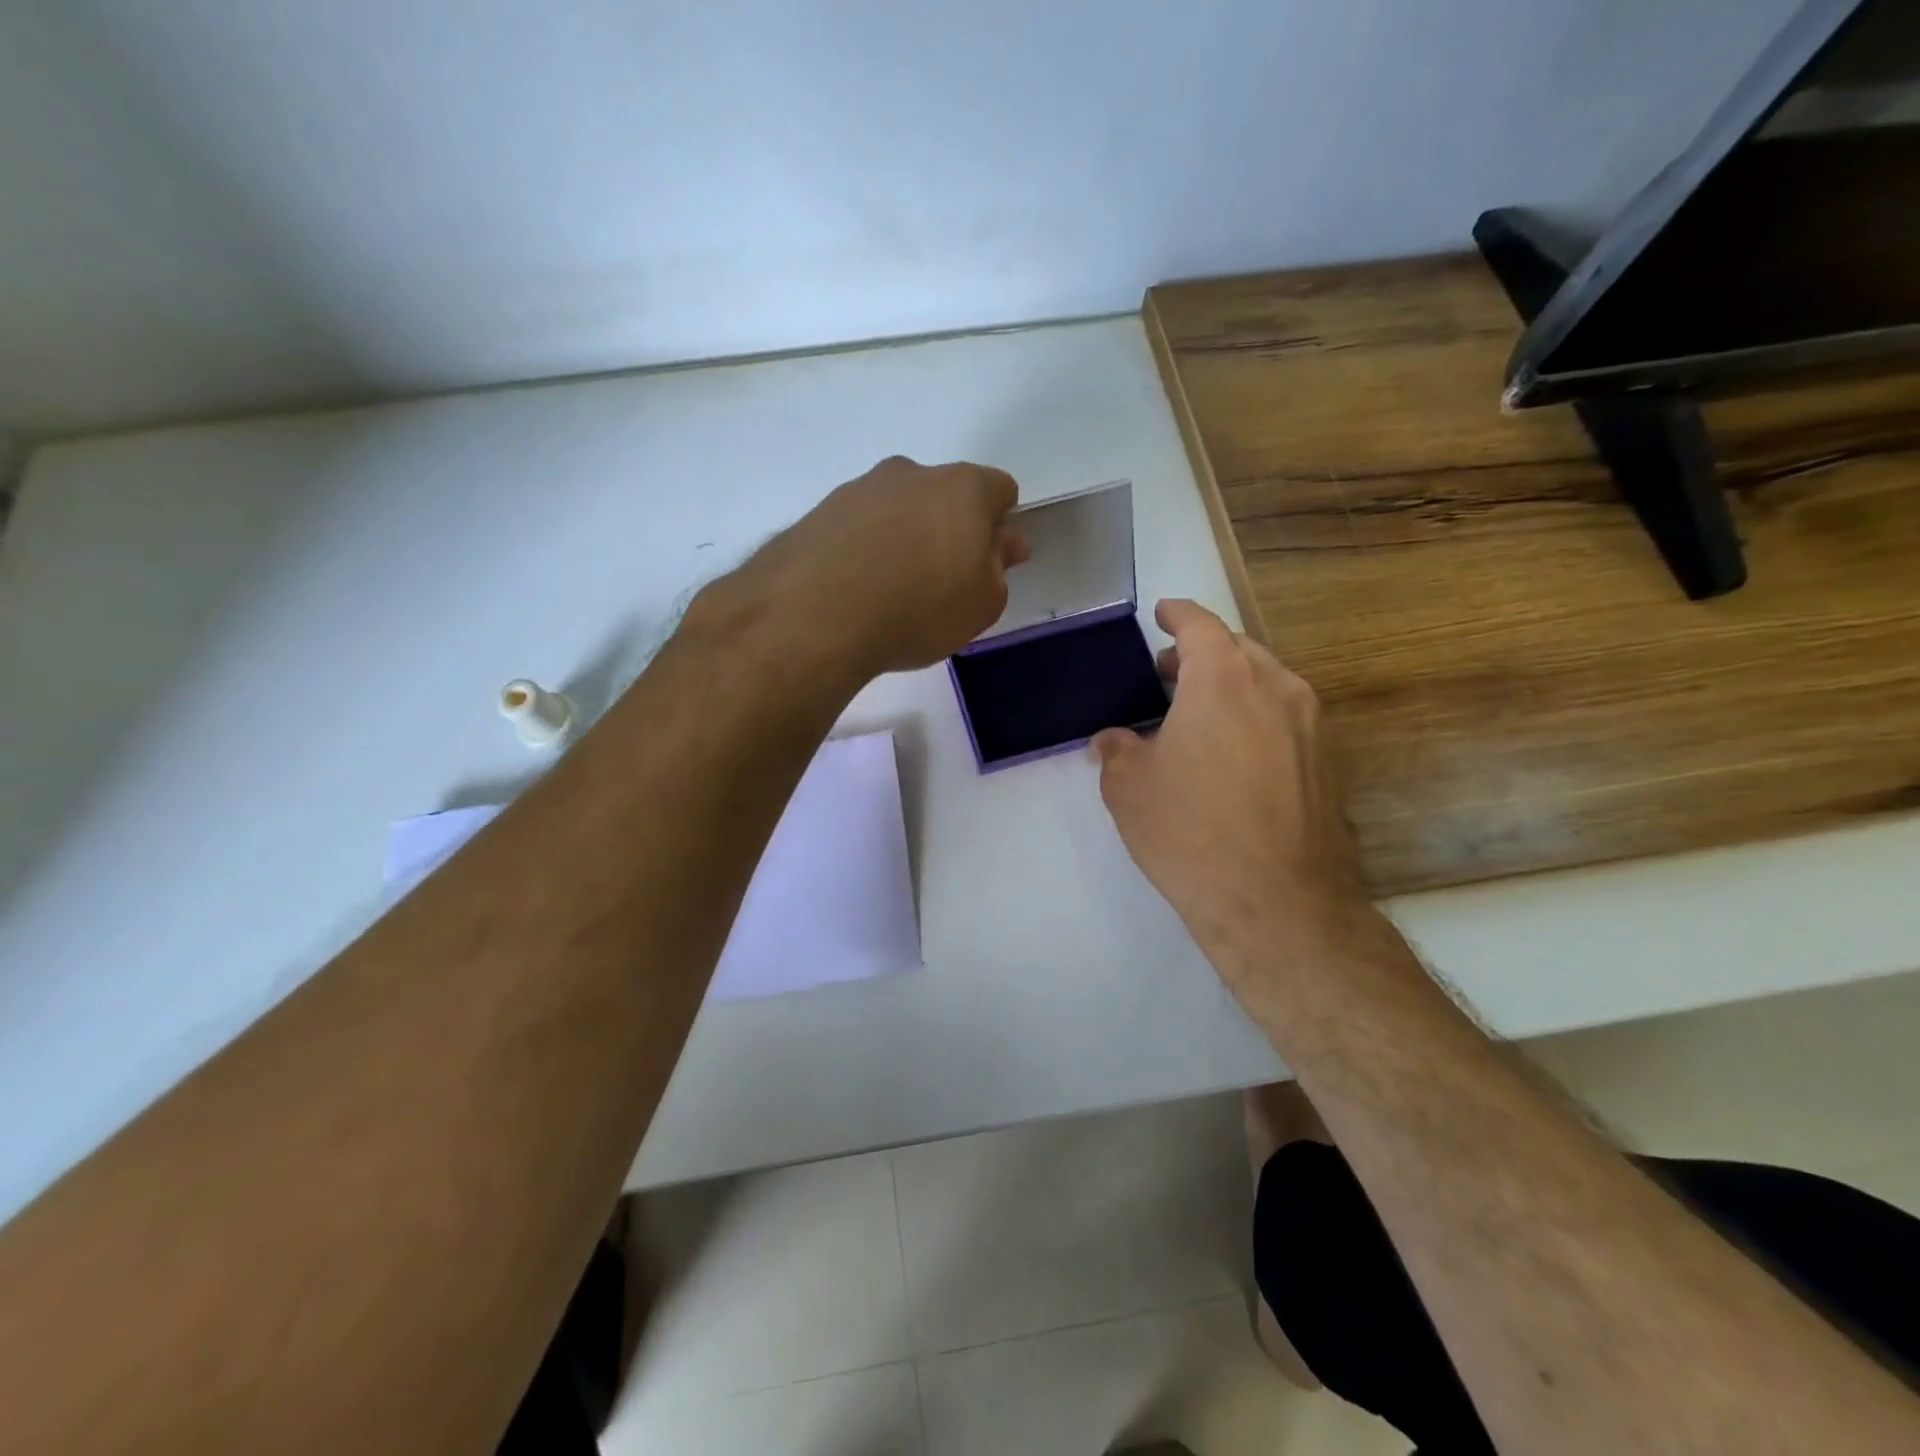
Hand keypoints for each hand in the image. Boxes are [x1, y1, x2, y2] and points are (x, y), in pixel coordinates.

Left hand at [732, 456, 1028, 676]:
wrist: (817, 615)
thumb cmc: (921, 608)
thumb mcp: (982, 604)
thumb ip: (999, 569)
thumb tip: (1005, 543)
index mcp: (963, 488)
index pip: (998, 489)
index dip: (1000, 524)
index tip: (990, 560)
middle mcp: (910, 474)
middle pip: (944, 494)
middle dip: (949, 527)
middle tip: (942, 579)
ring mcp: (859, 489)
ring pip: (896, 508)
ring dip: (903, 536)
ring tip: (892, 590)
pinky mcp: (818, 513)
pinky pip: (857, 527)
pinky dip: (864, 549)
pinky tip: (857, 589)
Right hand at [1091, 600, 1367, 985]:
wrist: (1276, 901)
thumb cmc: (1189, 830)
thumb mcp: (1129, 787)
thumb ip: (1116, 751)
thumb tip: (1113, 741)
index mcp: (1224, 679)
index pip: (1200, 625)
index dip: (1177, 615)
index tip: (1162, 613)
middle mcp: (1276, 687)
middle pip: (1238, 650)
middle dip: (1201, 654)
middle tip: (1168, 673)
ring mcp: (1311, 725)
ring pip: (1266, 684)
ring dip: (1231, 686)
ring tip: (1197, 714)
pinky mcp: (1327, 763)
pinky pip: (1284, 719)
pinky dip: (1255, 718)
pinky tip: (1230, 755)